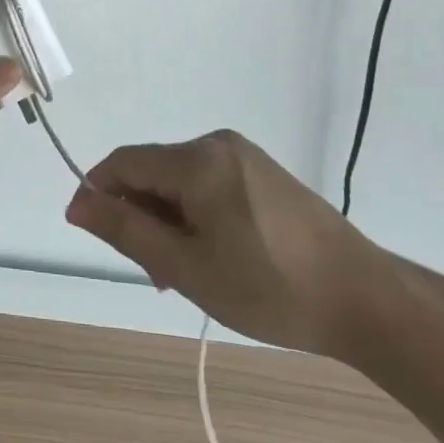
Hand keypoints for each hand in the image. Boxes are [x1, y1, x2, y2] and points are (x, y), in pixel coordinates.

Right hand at [64, 131, 391, 361]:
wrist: (367, 299)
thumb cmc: (270, 288)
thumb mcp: (188, 267)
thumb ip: (126, 230)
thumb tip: (77, 201)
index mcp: (196, 160)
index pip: (124, 162)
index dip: (99, 192)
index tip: (92, 233)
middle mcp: (216, 143)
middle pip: (153, 170)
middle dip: (141, 214)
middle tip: (155, 274)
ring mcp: (243, 155)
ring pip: (180, 179)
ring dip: (169, 218)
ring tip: (186, 273)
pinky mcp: (263, 171)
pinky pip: (209, 182)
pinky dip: (196, 213)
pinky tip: (215, 254)